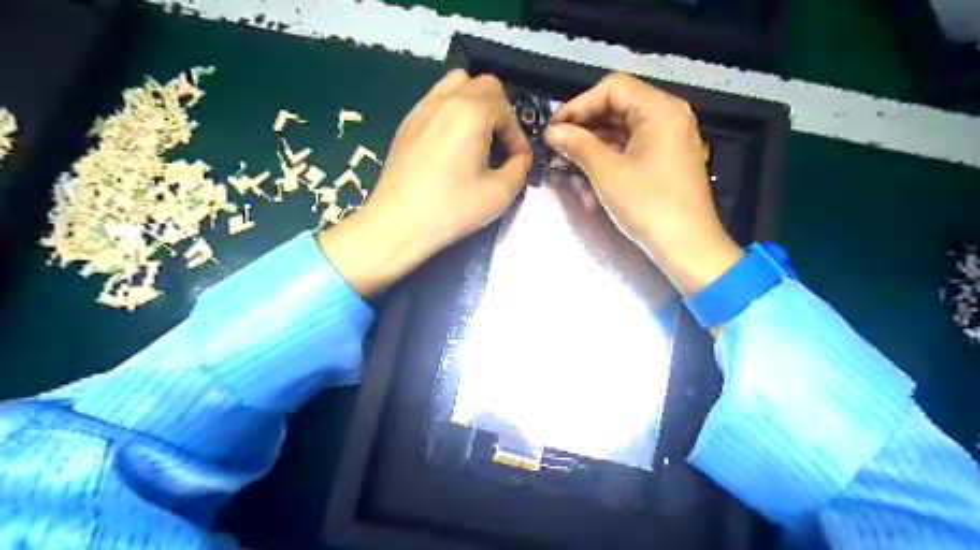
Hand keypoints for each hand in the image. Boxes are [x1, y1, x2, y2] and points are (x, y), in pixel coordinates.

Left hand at [321, 70, 529, 295]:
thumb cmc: (451, 208)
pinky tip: (452, 144)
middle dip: (500, 111)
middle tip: (502, 142)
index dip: (518, 136)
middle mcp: (446, 99)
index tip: (519, 161)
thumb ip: (519, 169)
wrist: (397, 223)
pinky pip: (436, 101)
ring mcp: (422, 108)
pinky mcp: (407, 123)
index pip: (506, 109)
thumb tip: (520, 159)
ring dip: (475, 103)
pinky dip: (453, 111)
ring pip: (456, 84)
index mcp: (471, 111)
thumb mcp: (499, 194)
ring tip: (479, 136)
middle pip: (483, 84)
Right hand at [543, 74, 744, 296]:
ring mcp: (671, 138)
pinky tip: (589, 167)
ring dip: (595, 140)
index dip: (579, 104)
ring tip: (568, 157)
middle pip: (620, 106)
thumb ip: (578, 145)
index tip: (555, 126)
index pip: (613, 89)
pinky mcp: (668, 159)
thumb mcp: (607, 172)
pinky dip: (611, 153)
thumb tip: (552, 131)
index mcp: (660, 109)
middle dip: (586, 123)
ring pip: (625, 127)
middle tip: (558, 142)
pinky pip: (635, 145)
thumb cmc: (648, 205)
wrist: (687, 246)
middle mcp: (669, 116)